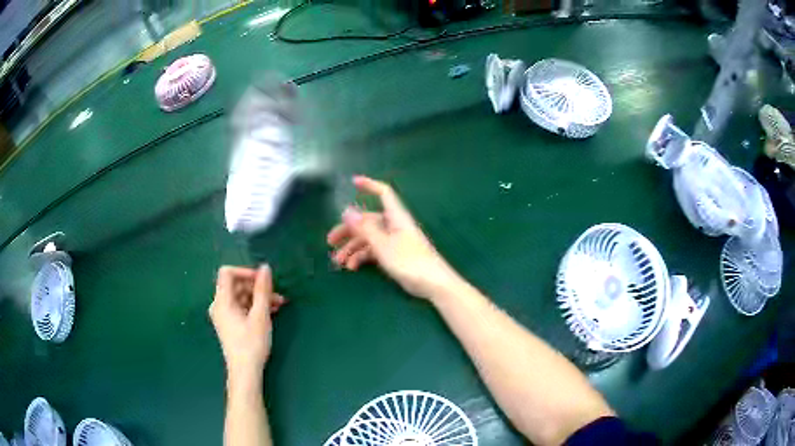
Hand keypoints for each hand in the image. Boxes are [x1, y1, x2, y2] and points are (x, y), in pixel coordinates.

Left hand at [210, 265, 285, 385]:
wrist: (245, 372)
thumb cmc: (252, 343)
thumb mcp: (260, 315)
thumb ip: (262, 290)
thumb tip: (265, 268)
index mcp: (222, 301)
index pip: (227, 273)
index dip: (245, 272)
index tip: (263, 280)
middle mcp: (219, 305)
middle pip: (235, 285)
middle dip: (256, 287)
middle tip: (277, 295)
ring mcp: (223, 316)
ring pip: (240, 297)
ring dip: (258, 297)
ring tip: (278, 304)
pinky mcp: (229, 324)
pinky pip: (240, 307)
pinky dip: (254, 307)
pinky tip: (270, 312)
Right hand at [327, 176, 461, 298]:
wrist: (433, 284)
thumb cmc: (410, 261)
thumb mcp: (383, 245)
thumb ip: (364, 228)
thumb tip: (347, 210)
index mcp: (395, 217)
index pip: (383, 194)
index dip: (369, 185)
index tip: (352, 182)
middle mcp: (394, 226)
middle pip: (368, 221)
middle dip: (348, 230)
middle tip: (330, 242)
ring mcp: (394, 241)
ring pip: (369, 239)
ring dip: (352, 249)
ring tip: (338, 262)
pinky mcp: (395, 255)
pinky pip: (374, 251)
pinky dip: (362, 257)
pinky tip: (352, 268)